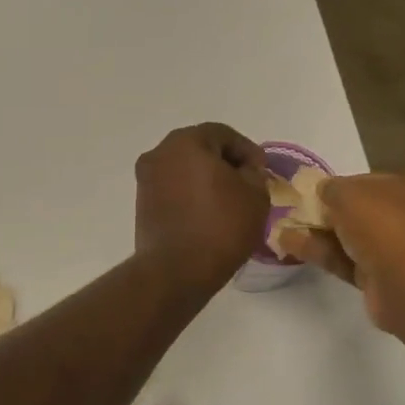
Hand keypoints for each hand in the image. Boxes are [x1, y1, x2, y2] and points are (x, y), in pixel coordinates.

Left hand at [133, 123, 268, 292]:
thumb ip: (253, 173)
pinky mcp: (142, 203)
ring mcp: (146, 179)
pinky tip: (207, 214)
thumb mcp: (255, 195)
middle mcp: (159, 153)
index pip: (222, 134)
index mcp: (186, 142)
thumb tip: (244, 170)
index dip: (247, 150)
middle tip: (247, 184)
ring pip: (183, 169)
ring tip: (228, 201)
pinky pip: (172, 189)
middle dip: (225, 163)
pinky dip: (190, 195)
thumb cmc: (220, 226)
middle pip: (199, 148)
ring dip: (205, 179)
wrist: (176, 270)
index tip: (262, 171)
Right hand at [282, 173, 404, 337]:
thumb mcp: (348, 194)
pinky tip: (288, 246)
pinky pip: (344, 261)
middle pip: (356, 212)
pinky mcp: (378, 279)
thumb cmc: (383, 226)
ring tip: (279, 229)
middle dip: (324, 212)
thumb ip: (331, 188)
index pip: (364, 183)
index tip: (307, 191)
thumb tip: (323, 189)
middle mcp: (402, 217)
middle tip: (291, 212)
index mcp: (404, 189)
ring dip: (315, 233)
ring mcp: (391, 250)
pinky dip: (318, 253)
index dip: (336, 186)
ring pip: (347, 238)